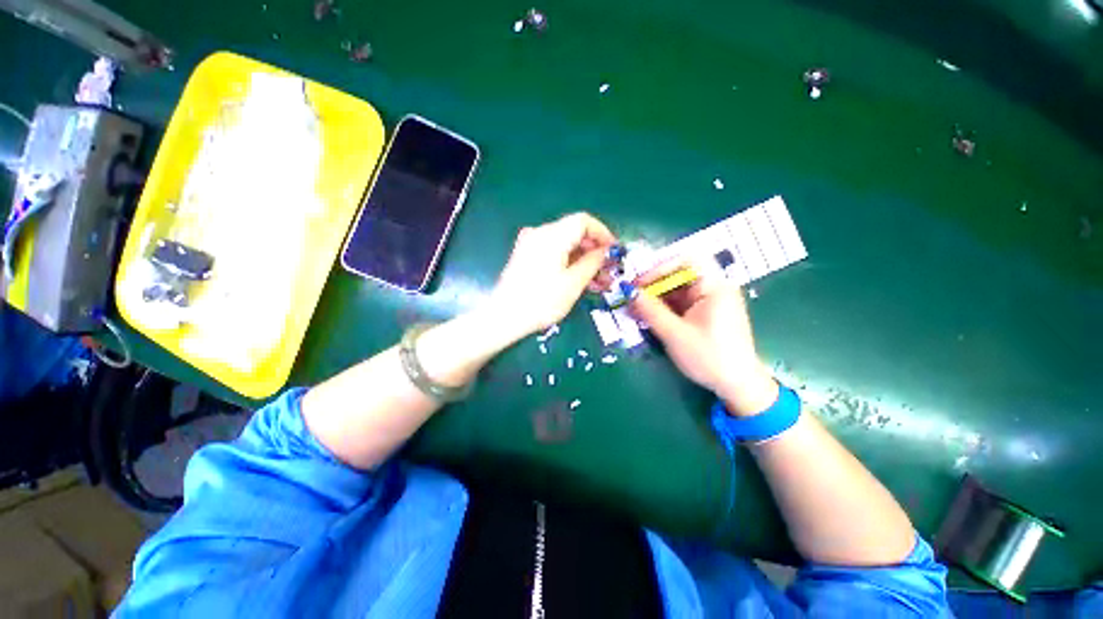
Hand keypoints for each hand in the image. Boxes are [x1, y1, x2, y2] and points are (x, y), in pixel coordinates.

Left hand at [487, 213, 615, 340]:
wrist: (505, 317)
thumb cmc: (541, 301)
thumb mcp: (573, 283)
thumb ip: (593, 262)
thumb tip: (605, 251)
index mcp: (552, 235)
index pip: (584, 221)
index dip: (602, 233)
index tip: (614, 251)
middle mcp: (540, 233)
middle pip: (574, 232)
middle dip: (594, 250)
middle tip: (608, 270)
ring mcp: (530, 244)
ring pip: (564, 244)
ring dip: (583, 259)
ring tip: (597, 281)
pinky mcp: (526, 256)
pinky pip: (553, 252)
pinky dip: (568, 262)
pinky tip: (579, 280)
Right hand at [628, 259, 778, 415]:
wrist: (738, 386)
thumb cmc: (709, 358)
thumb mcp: (675, 334)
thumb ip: (650, 310)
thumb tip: (627, 291)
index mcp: (714, 287)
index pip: (685, 261)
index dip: (659, 268)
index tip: (638, 284)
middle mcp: (714, 289)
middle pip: (678, 276)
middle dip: (653, 286)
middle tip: (631, 299)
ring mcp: (710, 302)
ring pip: (677, 291)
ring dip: (655, 299)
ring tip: (635, 311)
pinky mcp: (705, 314)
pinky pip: (680, 304)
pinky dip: (663, 309)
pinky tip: (648, 318)